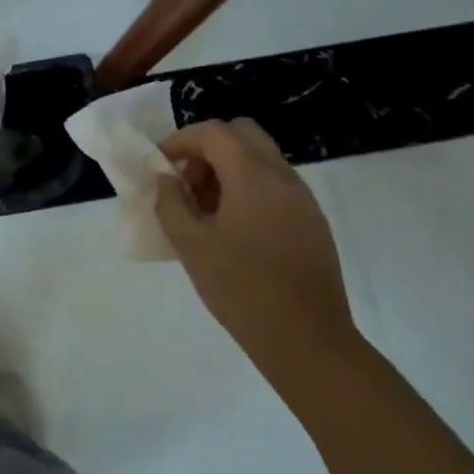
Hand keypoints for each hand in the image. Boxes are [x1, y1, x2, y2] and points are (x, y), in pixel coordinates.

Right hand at [155, 118, 359, 390]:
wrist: (308, 342)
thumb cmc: (242, 288)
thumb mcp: (190, 244)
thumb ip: (171, 202)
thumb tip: (167, 178)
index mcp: (253, 175)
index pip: (213, 132)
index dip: (181, 140)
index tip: (160, 165)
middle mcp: (283, 176)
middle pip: (242, 134)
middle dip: (208, 148)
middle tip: (187, 182)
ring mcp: (303, 199)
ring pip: (260, 158)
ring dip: (228, 169)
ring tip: (205, 211)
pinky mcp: (313, 222)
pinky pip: (275, 185)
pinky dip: (248, 188)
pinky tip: (233, 230)